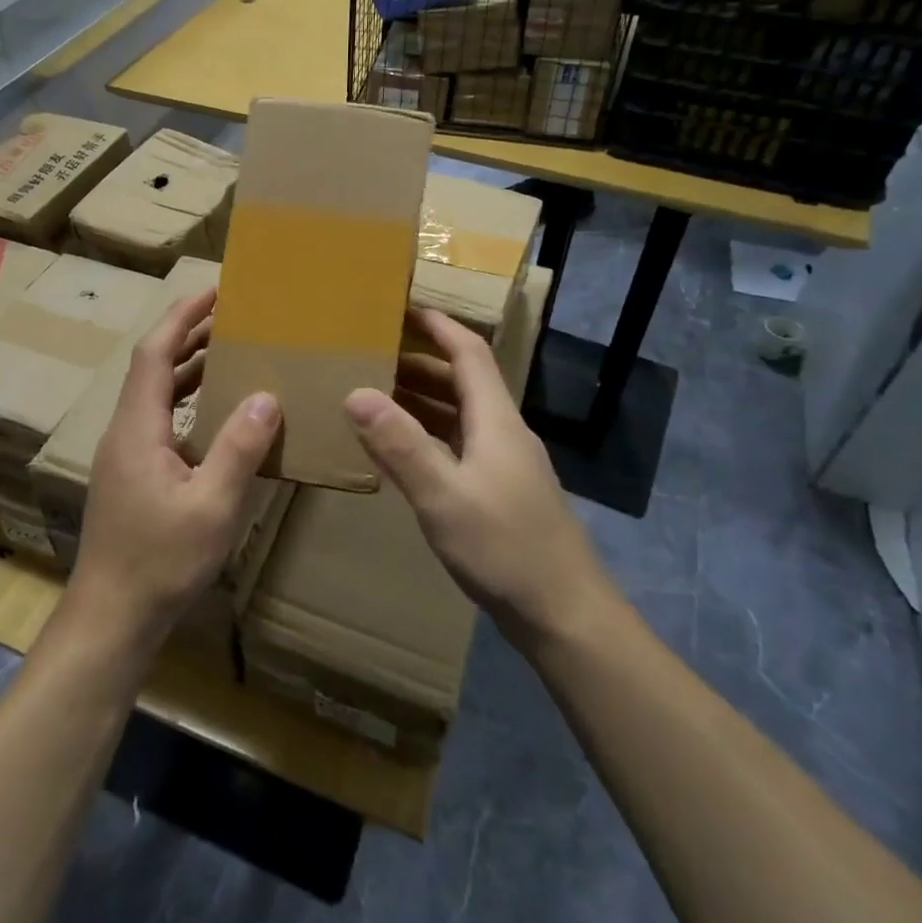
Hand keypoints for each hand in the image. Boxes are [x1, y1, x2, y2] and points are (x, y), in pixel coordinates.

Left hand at [67, 290, 279, 651]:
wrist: (112, 616)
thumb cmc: (160, 561)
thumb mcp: (211, 505)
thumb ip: (239, 448)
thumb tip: (267, 396)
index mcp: (137, 427)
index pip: (155, 352)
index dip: (182, 317)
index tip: (214, 291)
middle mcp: (125, 431)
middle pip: (153, 367)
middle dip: (190, 336)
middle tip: (234, 317)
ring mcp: (126, 455)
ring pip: (156, 395)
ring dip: (190, 369)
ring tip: (232, 353)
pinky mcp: (132, 475)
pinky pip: (161, 421)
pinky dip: (188, 403)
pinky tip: (219, 415)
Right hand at [344, 309, 617, 640]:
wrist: (565, 615)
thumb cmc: (505, 549)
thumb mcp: (443, 496)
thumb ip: (400, 445)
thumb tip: (356, 393)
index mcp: (496, 420)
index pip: (469, 354)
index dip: (438, 326)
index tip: (403, 306)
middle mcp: (504, 433)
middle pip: (463, 381)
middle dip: (420, 360)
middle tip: (373, 352)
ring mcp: (505, 464)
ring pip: (460, 415)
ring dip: (422, 398)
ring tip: (377, 392)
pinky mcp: (500, 492)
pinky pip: (458, 445)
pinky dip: (428, 435)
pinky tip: (402, 450)